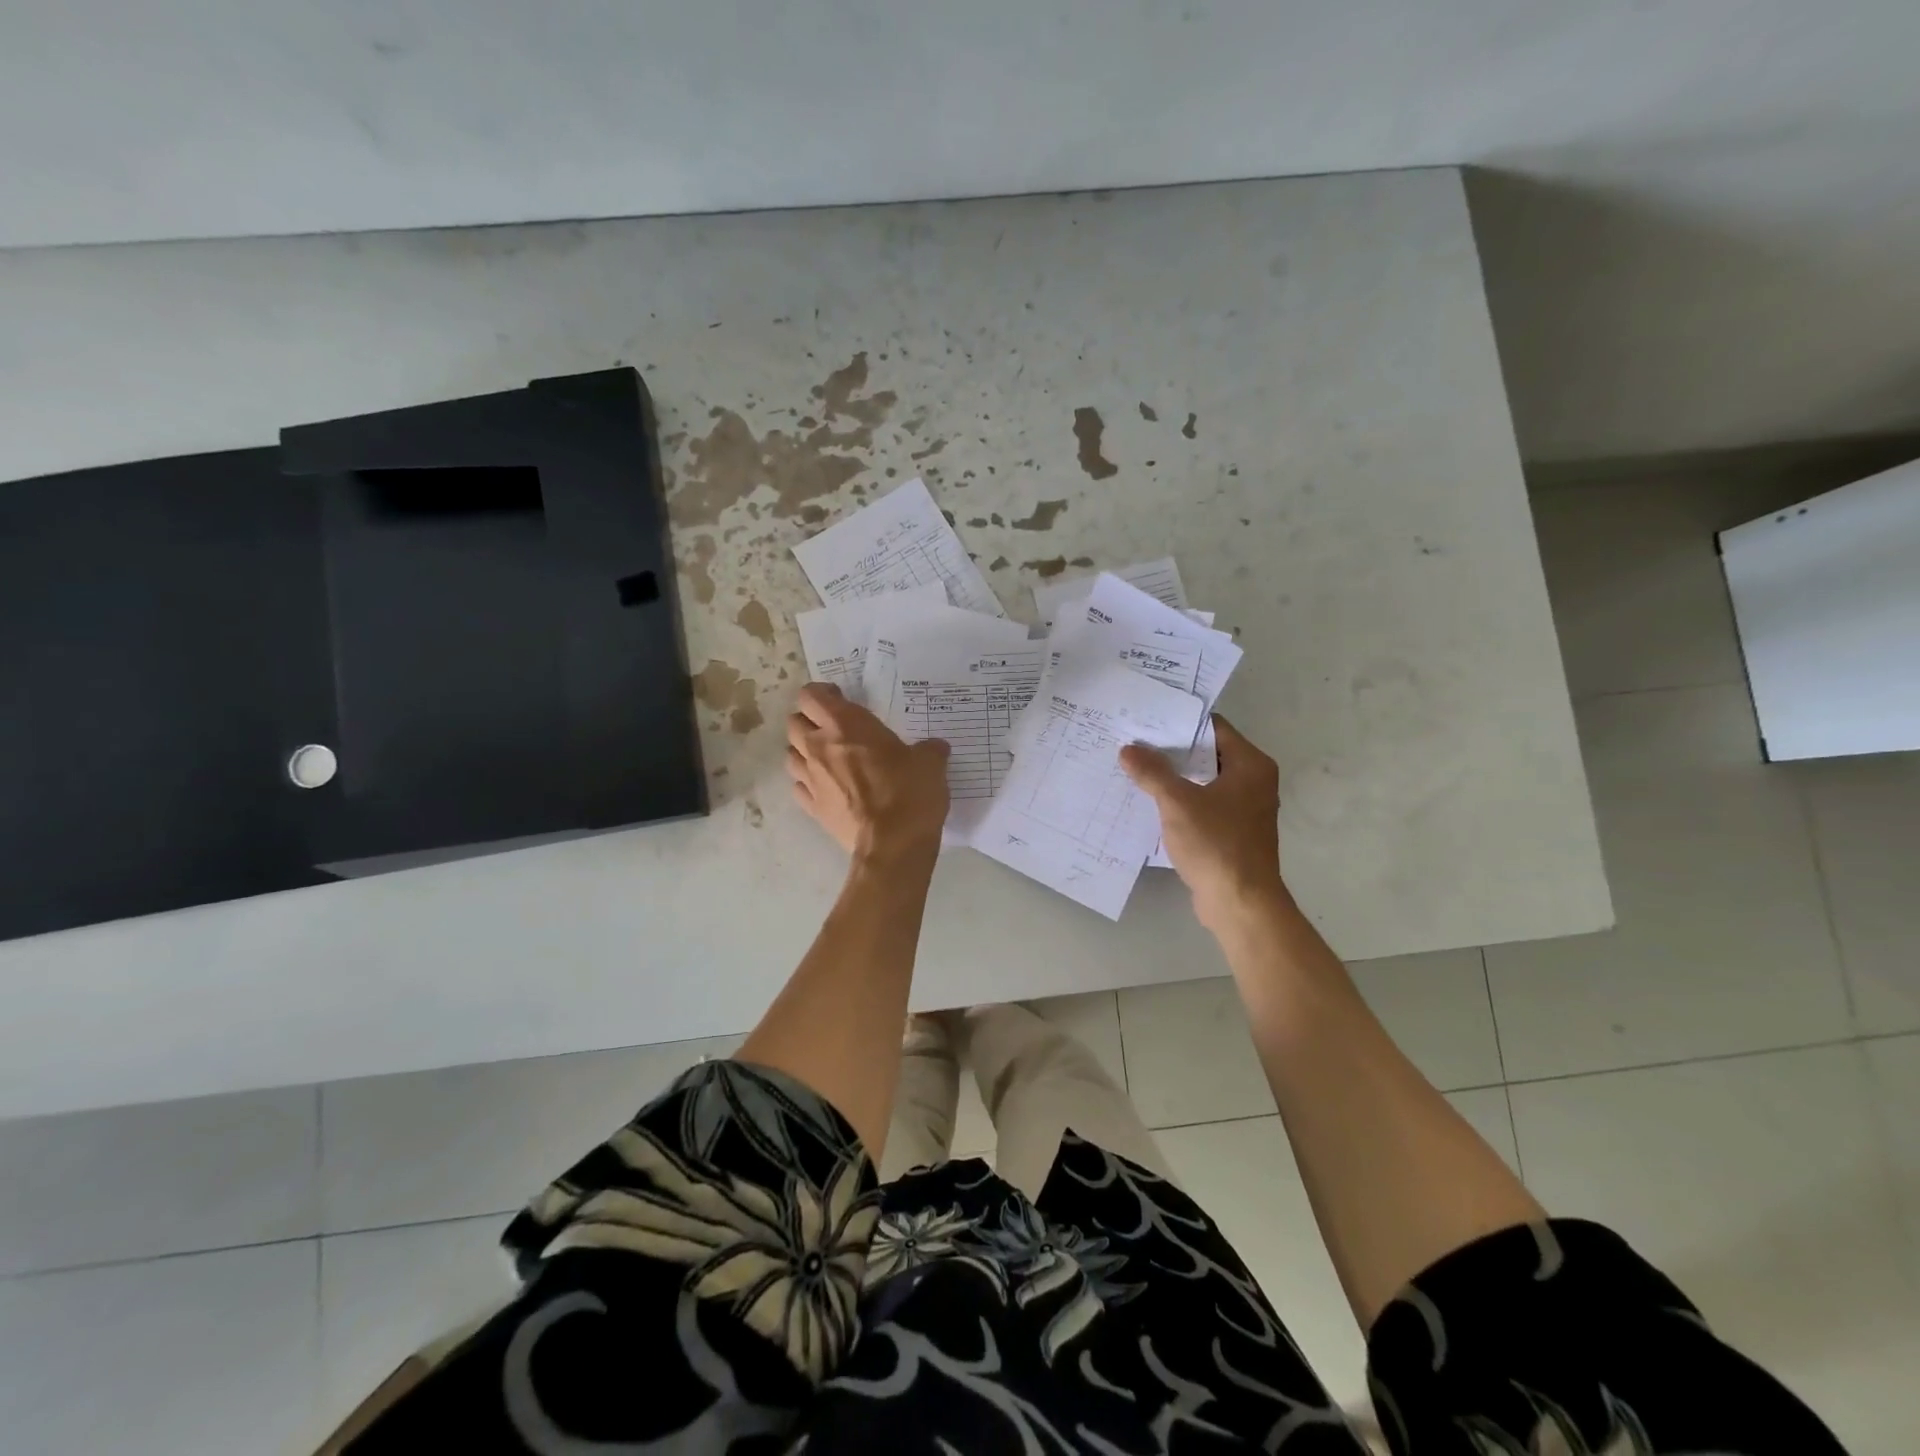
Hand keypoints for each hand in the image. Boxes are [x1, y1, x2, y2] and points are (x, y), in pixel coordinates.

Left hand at [786, 683, 950, 858]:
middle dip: (808, 721)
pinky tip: (825, 787)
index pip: (811, 696)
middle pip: (794, 723)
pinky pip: (798, 786)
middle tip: (832, 729)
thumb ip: (929, 750)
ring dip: (803, 752)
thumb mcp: (930, 763)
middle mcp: (819, 747)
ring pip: (790, 754)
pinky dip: (807, 783)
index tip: (840, 699)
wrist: (893, 845)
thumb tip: (935, 748)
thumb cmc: (910, 793)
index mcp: (845, 725)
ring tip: (825, 758)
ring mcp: (811, 779)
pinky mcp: (811, 808)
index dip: (822, 694)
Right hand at [1119, 715, 1287, 931]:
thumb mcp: (1177, 803)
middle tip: (1134, 743)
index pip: (1213, 729)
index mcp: (1251, 765)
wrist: (1240, 903)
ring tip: (1136, 769)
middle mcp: (1254, 782)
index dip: (1180, 723)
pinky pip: (1204, 806)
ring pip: (1204, 782)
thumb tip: (1128, 749)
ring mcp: (1245, 809)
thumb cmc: (1216, 844)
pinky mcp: (1233, 833)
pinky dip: (1182, 802)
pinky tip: (1151, 803)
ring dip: (1175, 778)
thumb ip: (1152, 772)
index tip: (1147, 720)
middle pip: (1208, 754)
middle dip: (1172, 751)